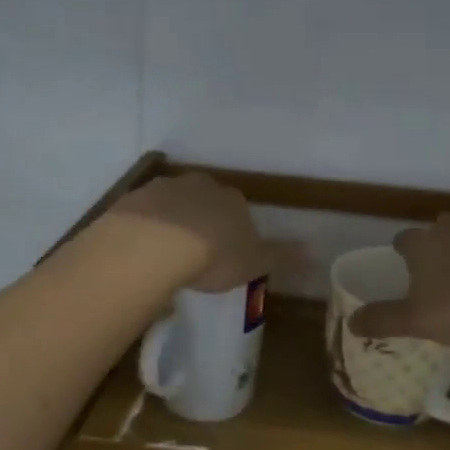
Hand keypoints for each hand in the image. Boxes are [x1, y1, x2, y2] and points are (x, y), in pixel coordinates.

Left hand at [108, 172, 291, 292]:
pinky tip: (141, 248)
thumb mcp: (253, 262)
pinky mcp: (135, 198)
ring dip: (173, 220)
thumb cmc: (213, 256)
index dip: (233, 231)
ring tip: (166, 253)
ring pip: (173, 202)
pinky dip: (145, 225)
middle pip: (206, 200)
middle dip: (203, 219)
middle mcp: (202, 186)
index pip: (238, 210)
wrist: (155, 245)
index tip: (226, 254)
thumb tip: (314, 251)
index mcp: (233, 200)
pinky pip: (145, 212)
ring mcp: (166, 188)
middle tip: (196, 252)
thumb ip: (280, 256)